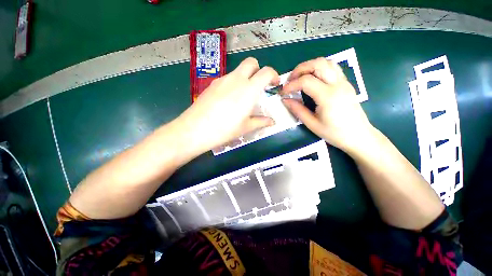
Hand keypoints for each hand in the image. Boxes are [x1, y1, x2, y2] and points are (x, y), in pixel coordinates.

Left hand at [176, 57, 279, 154]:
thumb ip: (261, 122)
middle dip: (258, 70)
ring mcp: (222, 80)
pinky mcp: (212, 84)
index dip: (274, 75)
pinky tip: (228, 100)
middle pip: (251, 63)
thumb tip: (271, 122)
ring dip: (245, 78)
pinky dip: (233, 84)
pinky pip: (227, 79)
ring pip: (238, 71)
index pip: (266, 72)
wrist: (195, 129)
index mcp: (249, 89)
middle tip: (259, 86)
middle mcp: (236, 79)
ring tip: (242, 97)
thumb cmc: (225, 129)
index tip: (274, 84)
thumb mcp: (246, 127)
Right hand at [281, 58, 373, 152]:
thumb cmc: (334, 133)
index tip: (283, 92)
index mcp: (328, 96)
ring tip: (300, 78)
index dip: (291, 84)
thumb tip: (285, 100)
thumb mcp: (312, 124)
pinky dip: (319, 69)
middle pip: (318, 64)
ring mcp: (344, 82)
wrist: (359, 136)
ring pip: (326, 62)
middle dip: (300, 69)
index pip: (306, 81)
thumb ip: (297, 110)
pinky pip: (332, 68)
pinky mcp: (346, 83)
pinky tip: (312, 79)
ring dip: (310, 66)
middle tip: (290, 80)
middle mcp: (337, 84)